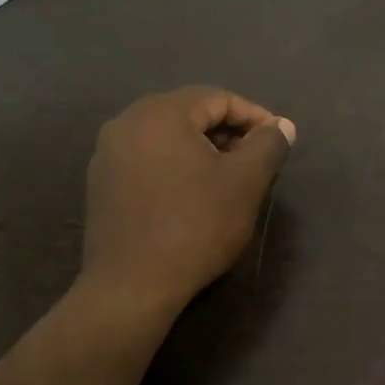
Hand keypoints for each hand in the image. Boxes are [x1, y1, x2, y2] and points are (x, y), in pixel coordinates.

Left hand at [83, 87, 295, 312]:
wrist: (131, 286)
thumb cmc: (195, 226)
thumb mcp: (245, 183)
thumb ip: (268, 145)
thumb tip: (282, 125)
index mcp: (160, 113)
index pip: (217, 98)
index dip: (254, 116)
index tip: (277, 142)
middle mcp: (127, 123)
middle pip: (190, 114)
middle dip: (228, 132)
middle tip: (256, 161)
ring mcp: (108, 154)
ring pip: (168, 138)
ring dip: (203, 150)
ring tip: (228, 179)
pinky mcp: (102, 184)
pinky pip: (148, 160)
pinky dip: (177, 167)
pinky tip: (194, 196)